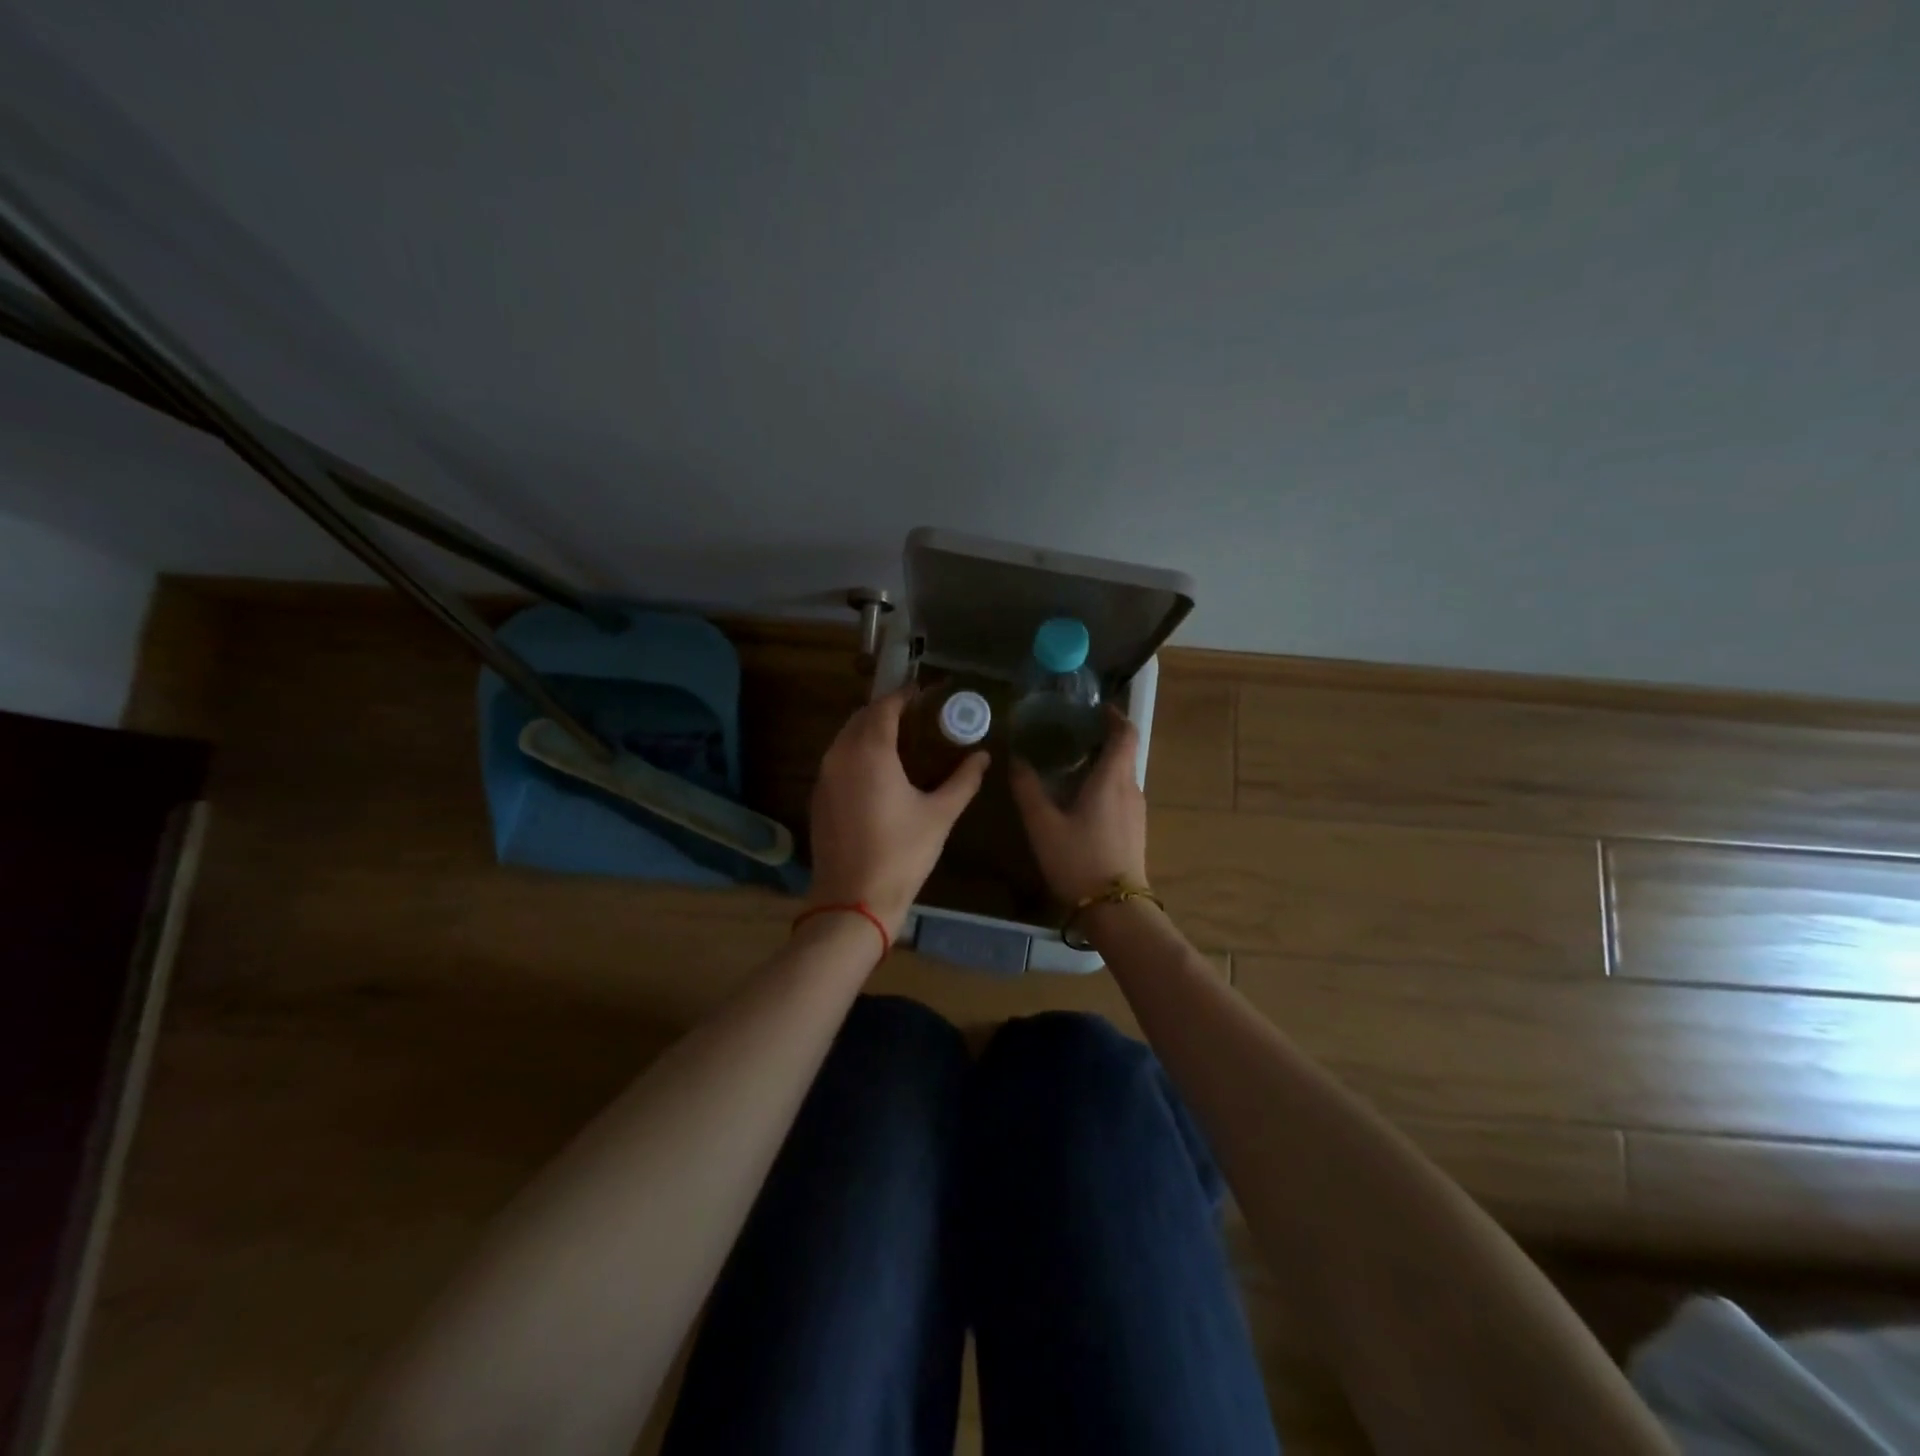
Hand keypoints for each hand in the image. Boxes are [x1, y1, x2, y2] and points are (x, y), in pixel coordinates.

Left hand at [807, 689, 989, 935]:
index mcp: (869, 751)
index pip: (884, 706)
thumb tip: (983, 757)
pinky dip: (857, 753)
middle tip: (918, 715)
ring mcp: (824, 777)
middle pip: (861, 717)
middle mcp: (840, 755)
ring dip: (870, 730)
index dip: (905, 695)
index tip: (926, 693)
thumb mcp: (940, 815)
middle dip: (887, 710)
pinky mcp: (819, 798)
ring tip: (902, 739)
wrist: (853, 901)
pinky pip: (837, 760)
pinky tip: (879, 770)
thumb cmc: (901, 854)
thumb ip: (963, 780)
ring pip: (845, 738)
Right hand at [1010, 707, 1148, 905]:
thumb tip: (1016, 760)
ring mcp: (1136, 811)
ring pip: (1122, 775)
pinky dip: (1105, 785)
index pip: (1126, 734)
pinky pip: (1121, 794)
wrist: (1116, 909)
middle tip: (1070, 735)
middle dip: (1102, 739)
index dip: (1115, 716)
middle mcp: (1130, 788)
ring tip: (1070, 766)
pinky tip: (1081, 800)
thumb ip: (1028, 789)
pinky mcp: (1135, 830)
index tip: (1097, 708)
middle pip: (1124, 753)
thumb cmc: (1079, 860)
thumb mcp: (1043, 824)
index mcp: (1112, 779)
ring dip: (1102, 764)